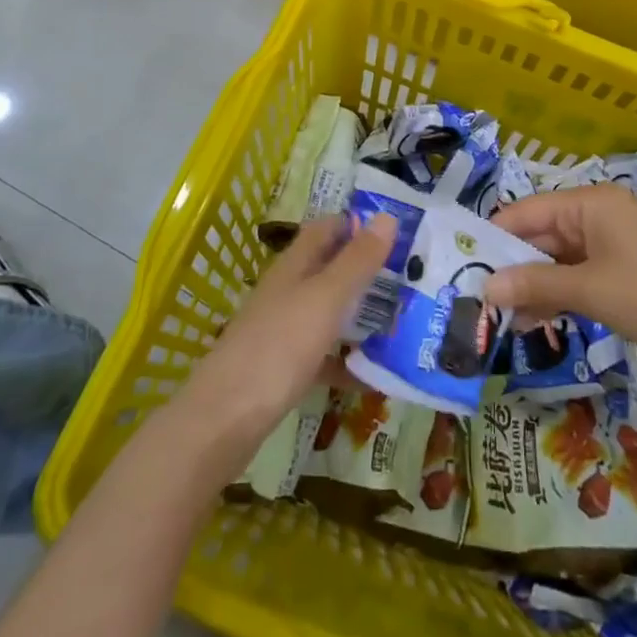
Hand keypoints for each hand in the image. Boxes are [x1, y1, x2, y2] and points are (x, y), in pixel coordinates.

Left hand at [183, 212, 397, 450]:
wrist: (225, 420)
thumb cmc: (278, 347)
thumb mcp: (325, 298)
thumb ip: (357, 260)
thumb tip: (388, 216)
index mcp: (295, 265)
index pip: (328, 228)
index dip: (359, 223)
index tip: (400, 230)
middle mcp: (288, 290)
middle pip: (330, 269)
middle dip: (368, 270)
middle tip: (412, 276)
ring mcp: (283, 330)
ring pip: (329, 311)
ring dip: (361, 314)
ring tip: (403, 320)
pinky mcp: (283, 368)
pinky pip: (323, 356)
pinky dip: (346, 361)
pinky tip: (373, 377)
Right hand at [483, 183, 636, 376]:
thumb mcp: (591, 291)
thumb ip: (536, 286)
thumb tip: (485, 288)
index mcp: (587, 203)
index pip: (524, 212)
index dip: (493, 239)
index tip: (463, 269)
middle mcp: (596, 213)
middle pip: (540, 234)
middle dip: (512, 267)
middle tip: (478, 302)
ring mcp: (611, 240)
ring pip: (558, 257)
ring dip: (534, 285)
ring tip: (503, 320)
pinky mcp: (623, 266)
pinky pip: (579, 272)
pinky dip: (559, 292)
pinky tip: (539, 321)